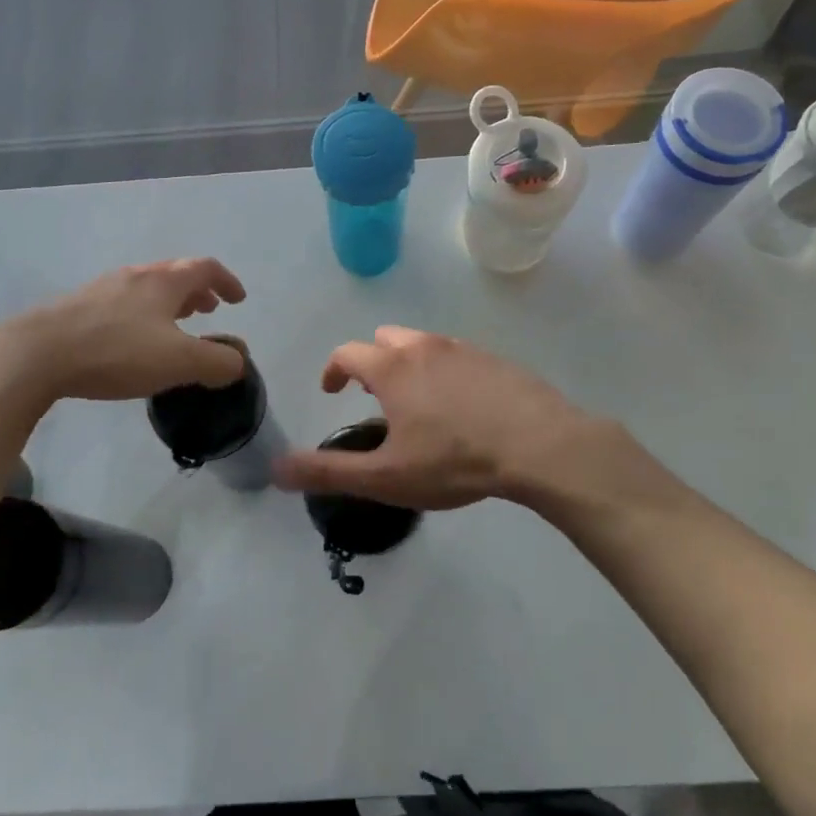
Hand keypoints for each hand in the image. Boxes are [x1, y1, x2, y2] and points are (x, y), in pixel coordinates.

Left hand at [0, 259, 247, 408]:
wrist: (36, 355)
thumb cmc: (116, 352)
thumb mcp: (178, 362)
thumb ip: (217, 362)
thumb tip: (237, 363)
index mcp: (163, 282)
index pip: (205, 268)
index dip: (227, 281)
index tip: (238, 299)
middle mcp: (134, 276)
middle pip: (174, 273)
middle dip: (197, 289)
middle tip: (209, 309)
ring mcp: (102, 289)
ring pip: (146, 287)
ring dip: (169, 301)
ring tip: (175, 323)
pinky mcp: (77, 308)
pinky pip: (122, 302)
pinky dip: (142, 313)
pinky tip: (131, 339)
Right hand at [271, 326, 627, 510]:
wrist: (539, 445)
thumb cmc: (454, 461)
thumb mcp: (386, 477)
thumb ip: (329, 471)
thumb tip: (276, 468)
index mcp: (392, 369)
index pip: (348, 353)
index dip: (333, 370)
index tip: (331, 391)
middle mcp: (424, 347)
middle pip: (385, 339)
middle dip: (372, 362)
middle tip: (375, 396)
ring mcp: (463, 349)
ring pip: (423, 343)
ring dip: (408, 363)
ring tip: (416, 401)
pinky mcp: (496, 359)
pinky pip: (457, 355)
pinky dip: (445, 370)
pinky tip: (461, 405)